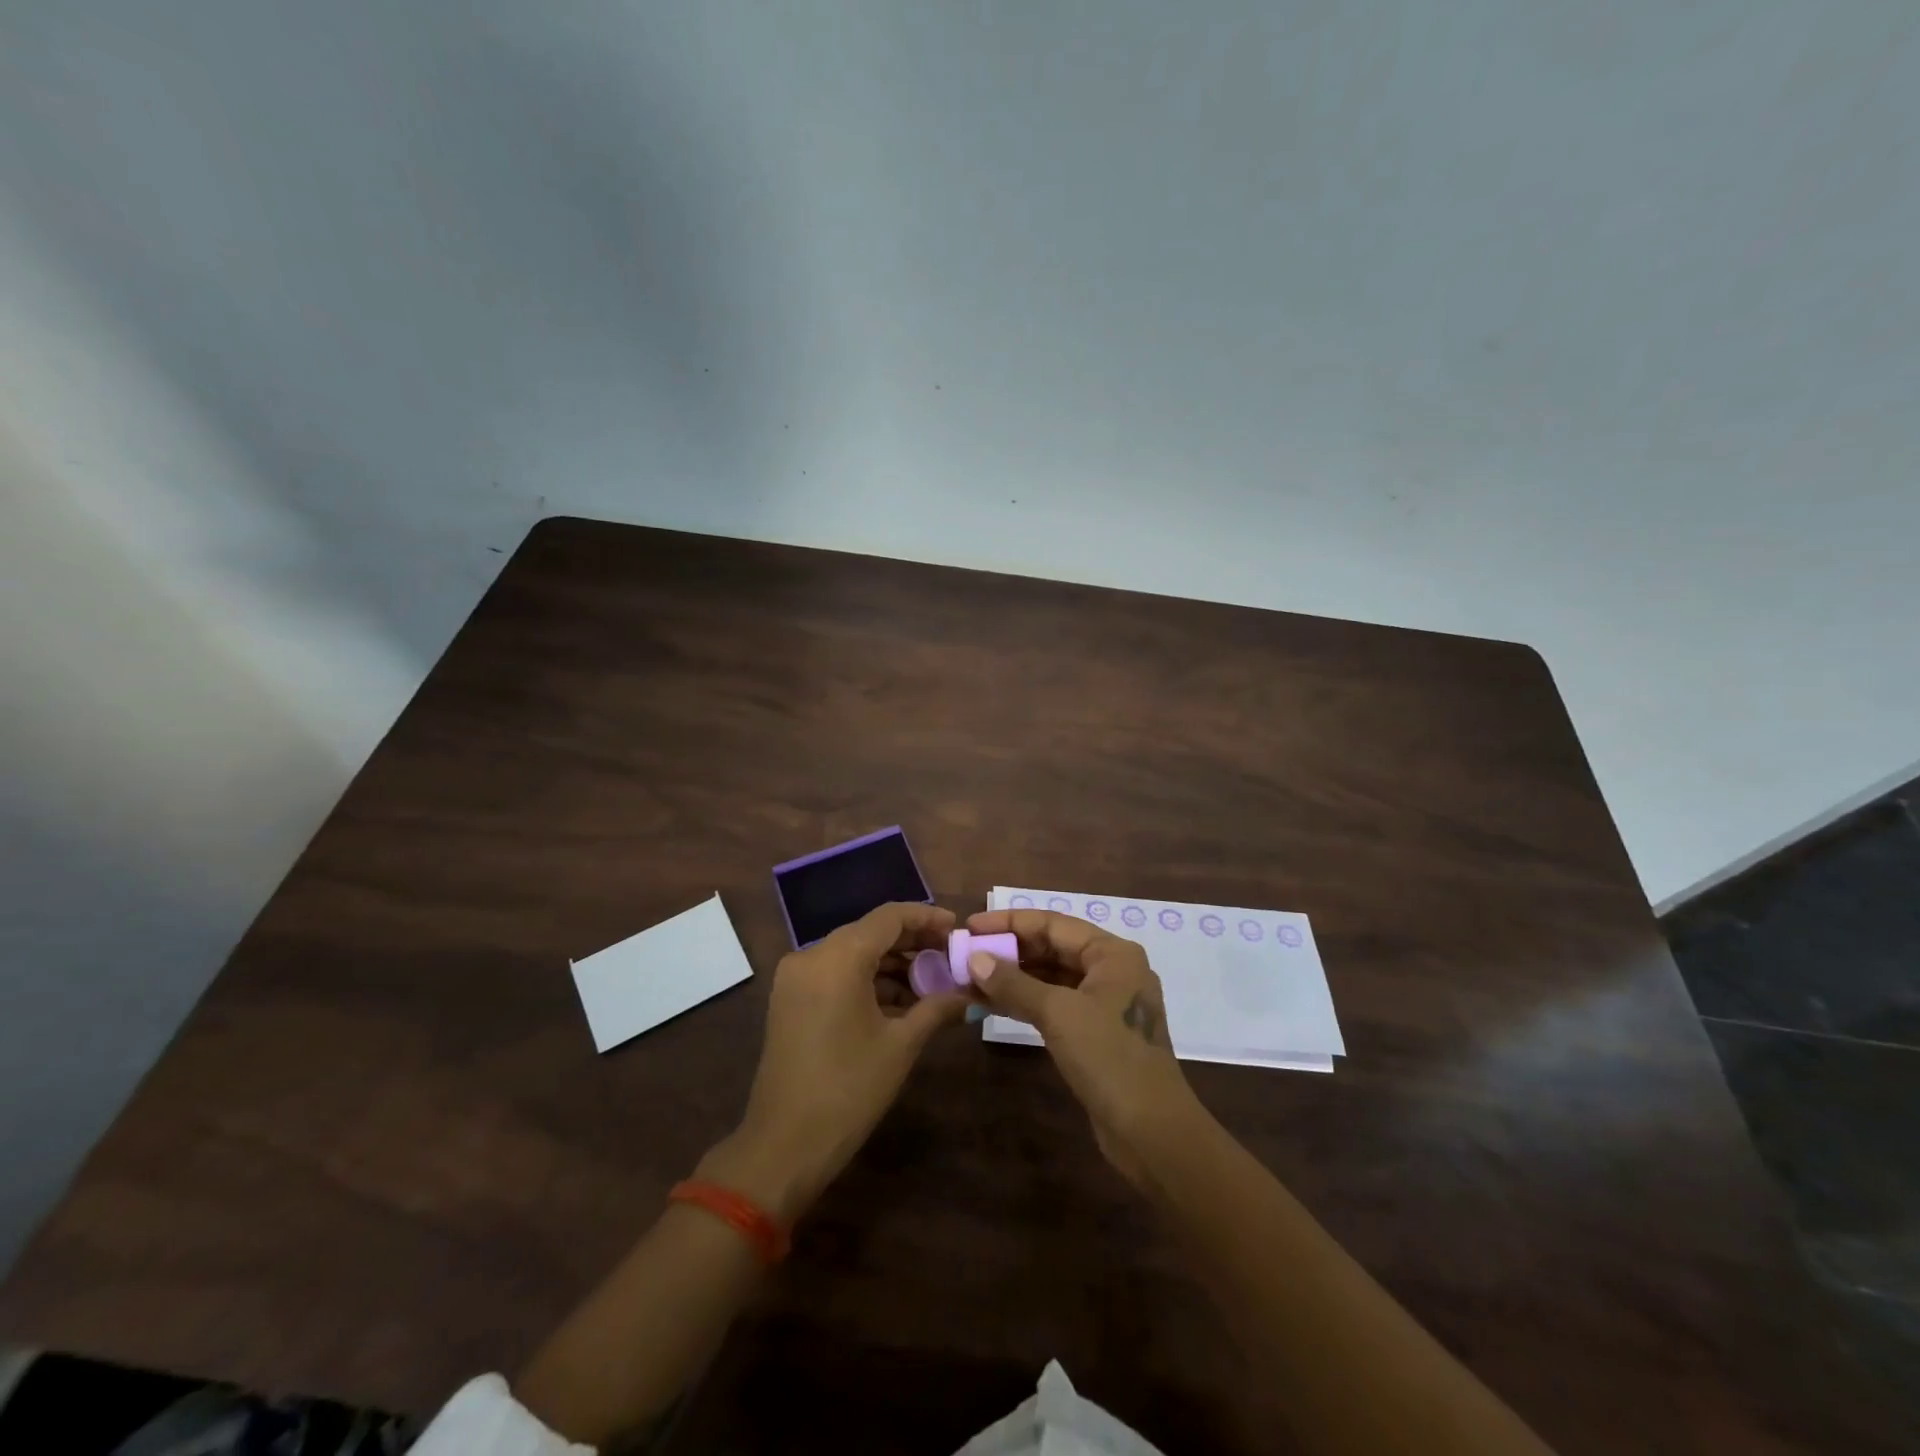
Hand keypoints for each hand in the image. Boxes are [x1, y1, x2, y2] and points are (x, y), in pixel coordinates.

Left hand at [705, 902, 965, 1221]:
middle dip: (912, 943)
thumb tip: (970, 993)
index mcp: (838, 958)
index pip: (890, 917)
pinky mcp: (789, 1000)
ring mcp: (795, 978)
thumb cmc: (848, 1090)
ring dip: (892, 964)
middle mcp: (811, 956)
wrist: (783, 1147)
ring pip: (853, 954)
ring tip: (932, 985)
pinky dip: (867, 981)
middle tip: (950, 958)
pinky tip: (900, 1003)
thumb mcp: (901, 1045)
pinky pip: (836, 974)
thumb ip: (937, 1007)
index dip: (927, 918)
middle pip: (870, 932)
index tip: (957, 929)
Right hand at [964, 909, 1202, 1186]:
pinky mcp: (1096, 1032)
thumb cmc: (1109, 1058)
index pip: (1053, 923)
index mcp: (1112, 953)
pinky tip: (992, 1004)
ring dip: (1013, 978)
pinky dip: (1025, 1001)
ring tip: (969, 979)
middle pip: (1052, 948)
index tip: (971, 926)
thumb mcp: (1058, 1014)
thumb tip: (975, 958)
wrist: (1151, 1132)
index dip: (1010, 922)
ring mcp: (1105, 1003)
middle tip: (966, 954)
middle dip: (1009, 951)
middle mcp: (1111, 970)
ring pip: (1051, 977)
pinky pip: (1055, 1003)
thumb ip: (1014, 983)